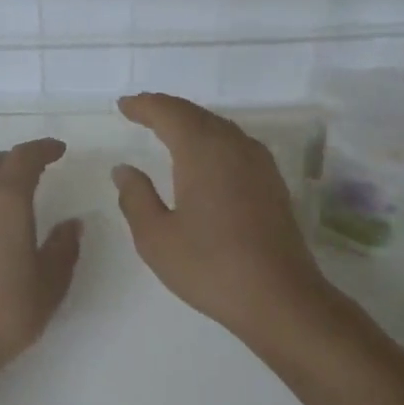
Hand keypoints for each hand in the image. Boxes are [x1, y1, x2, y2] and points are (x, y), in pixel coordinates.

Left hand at [0, 138, 82, 367]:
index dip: (43, 149)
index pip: (24, 158)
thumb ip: (63, 247)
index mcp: (4, 201)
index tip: (58, 150)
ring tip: (5, 192)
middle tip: (35, 170)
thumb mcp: (49, 283)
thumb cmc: (5, 312)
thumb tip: (72, 223)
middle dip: (15, 160)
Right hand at [111, 94, 329, 338]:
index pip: (169, 113)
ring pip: (219, 127)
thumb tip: (123, 170)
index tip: (123, 106)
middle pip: (196, 114)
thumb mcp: (156, 237)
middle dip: (166, 110)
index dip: (144, 105)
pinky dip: (211, 139)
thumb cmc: (210, 266)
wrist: (280, 298)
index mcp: (202, 151)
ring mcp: (258, 163)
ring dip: (190, 122)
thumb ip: (136, 197)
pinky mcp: (271, 182)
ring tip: (167, 129)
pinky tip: (204, 157)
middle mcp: (233, 146)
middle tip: (141, 111)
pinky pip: (234, 144)